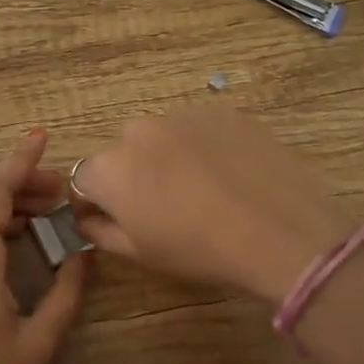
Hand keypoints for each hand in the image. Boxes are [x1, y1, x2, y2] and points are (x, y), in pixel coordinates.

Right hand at [70, 106, 358, 304]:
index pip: (84, 178)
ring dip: (170, 157)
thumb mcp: (141, 253)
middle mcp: (138, 131)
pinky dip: (205, 146)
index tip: (116, 220)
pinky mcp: (222, 111)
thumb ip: (101, 231)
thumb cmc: (200, 250)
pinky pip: (200, 128)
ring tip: (205, 189)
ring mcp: (183, 115)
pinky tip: (231, 173)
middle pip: (124, 152)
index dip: (96, 201)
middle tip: (167, 206)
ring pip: (162, 137)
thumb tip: (86, 218)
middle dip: (135, 175)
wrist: (280, 230)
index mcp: (110, 168)